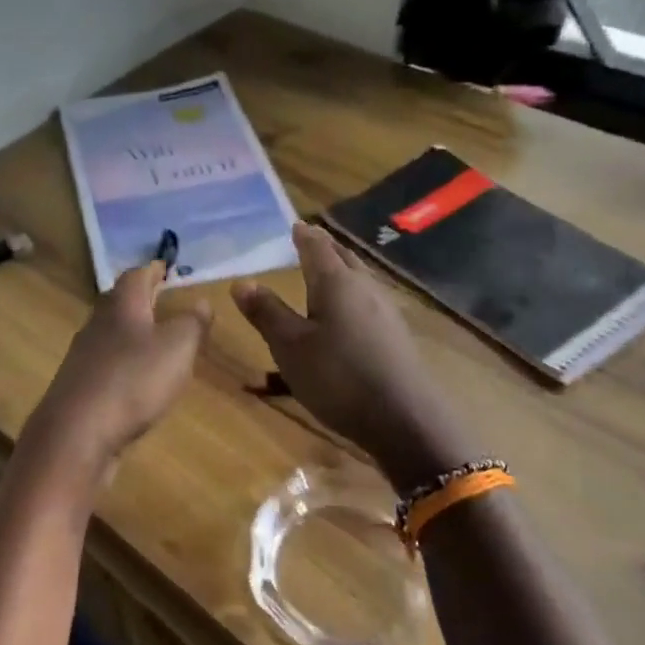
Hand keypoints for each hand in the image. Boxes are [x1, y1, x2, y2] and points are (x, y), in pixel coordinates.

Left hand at [27, 260, 211, 475]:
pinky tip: (136, 378)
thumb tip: (202, 301)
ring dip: (131, 332)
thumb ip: (193, 323)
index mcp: (122, 306)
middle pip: (119, 301)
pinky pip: (106, 364)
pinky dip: (124, 362)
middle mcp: (97, 323)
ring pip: (111, 333)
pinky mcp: (80, 387)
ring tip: (155, 339)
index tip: (167, 268)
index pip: (137, 275)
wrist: (77, 434)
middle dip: (141, 298)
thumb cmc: (133, 381)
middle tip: (163, 299)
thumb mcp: (178, 348)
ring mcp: (84, 356)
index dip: (154, 270)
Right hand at [232, 222, 474, 490]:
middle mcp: (365, 288)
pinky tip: (348, 313)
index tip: (295, 226)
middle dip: (325, 249)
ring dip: (341, 270)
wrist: (403, 418)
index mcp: (336, 282)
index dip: (304, 236)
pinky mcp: (395, 336)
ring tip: (326, 273)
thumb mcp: (289, 347)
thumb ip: (266, 312)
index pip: (317, 247)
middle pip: (344, 258)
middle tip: (309, 242)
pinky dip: (352, 295)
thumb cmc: (337, 376)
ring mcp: (386, 312)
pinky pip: (368, 301)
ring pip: (359, 279)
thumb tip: (241, 281)